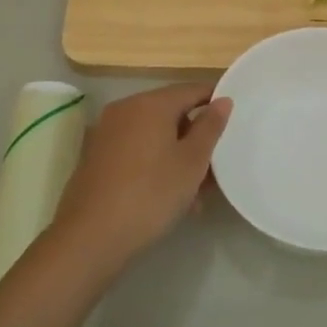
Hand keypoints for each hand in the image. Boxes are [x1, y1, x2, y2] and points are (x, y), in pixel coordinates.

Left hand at [48, 82, 231, 275]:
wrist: (90, 237)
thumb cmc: (151, 194)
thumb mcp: (192, 162)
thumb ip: (210, 127)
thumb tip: (222, 100)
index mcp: (151, 103)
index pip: (192, 90)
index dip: (216, 102)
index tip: (235, 122)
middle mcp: (125, 109)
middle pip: (171, 113)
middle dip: (196, 138)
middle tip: (217, 167)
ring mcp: (107, 132)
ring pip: (154, 135)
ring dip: (177, 156)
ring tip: (196, 194)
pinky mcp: (96, 157)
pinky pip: (136, 150)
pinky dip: (155, 164)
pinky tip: (168, 196)